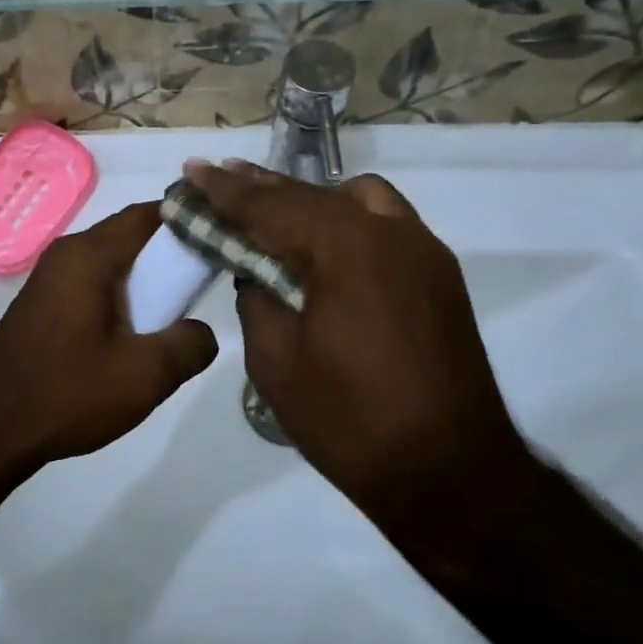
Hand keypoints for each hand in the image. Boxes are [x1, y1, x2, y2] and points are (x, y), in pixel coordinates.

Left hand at [0, 202, 217, 468]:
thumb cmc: (67, 393)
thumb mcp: (145, 375)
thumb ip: (190, 345)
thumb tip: (201, 331)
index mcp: (90, 255)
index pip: (149, 214)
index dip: (189, 220)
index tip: (221, 240)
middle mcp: (66, 253)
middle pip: (130, 236)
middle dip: (169, 254)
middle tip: (202, 283)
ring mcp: (49, 278)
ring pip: (111, 262)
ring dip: (144, 279)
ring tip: (174, 313)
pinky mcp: (42, 304)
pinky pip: (91, 283)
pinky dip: (119, 294)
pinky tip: (134, 332)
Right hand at [185, 160, 533, 513]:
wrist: (450, 473)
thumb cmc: (351, 422)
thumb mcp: (277, 363)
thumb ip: (257, 301)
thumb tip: (256, 273)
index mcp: (347, 250)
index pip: (271, 208)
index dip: (224, 190)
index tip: (192, 170)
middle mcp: (391, 233)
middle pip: (313, 195)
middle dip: (261, 188)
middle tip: (219, 177)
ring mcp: (423, 250)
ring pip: (358, 198)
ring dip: (310, 199)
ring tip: (274, 211)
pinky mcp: (439, 274)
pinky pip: (386, 223)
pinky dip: (347, 220)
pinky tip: (325, 244)